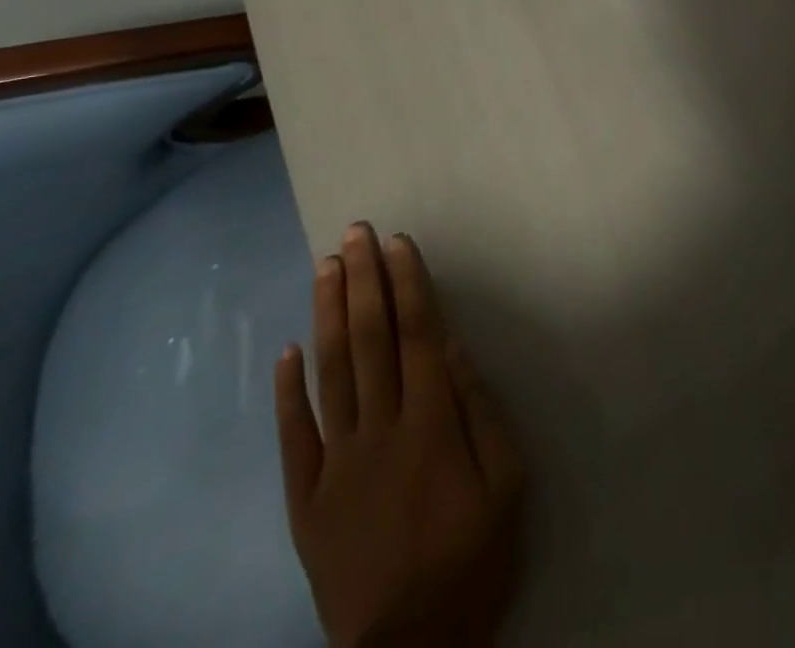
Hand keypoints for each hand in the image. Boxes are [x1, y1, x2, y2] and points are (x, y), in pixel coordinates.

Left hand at [274, 223, 525, 647]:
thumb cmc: (470, 563)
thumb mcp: (506, 487)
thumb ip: (481, 411)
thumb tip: (452, 348)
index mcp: (431, 425)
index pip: (416, 335)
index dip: (407, 284)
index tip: (397, 242)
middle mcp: (379, 430)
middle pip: (370, 340)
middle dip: (364, 280)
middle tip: (355, 232)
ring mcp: (336, 463)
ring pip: (331, 372)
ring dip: (328, 314)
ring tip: (326, 266)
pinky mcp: (306, 499)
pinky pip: (294, 437)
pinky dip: (288, 391)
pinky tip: (287, 350)